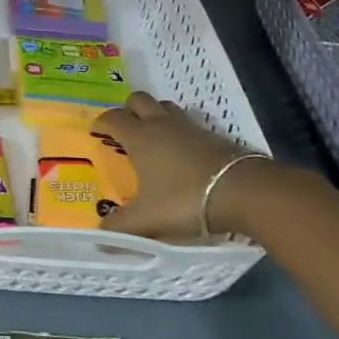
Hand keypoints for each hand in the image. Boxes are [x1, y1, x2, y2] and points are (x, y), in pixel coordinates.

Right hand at [94, 92, 265, 239]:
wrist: (242, 191)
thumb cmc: (184, 199)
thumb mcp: (147, 219)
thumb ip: (120, 227)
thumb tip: (98, 238)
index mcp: (140, 138)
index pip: (113, 118)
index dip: (101, 122)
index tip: (96, 132)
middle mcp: (161, 125)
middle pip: (139, 99)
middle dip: (128, 109)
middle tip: (125, 129)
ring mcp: (189, 127)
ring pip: (166, 106)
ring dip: (156, 113)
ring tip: (153, 135)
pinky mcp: (213, 135)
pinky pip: (189, 122)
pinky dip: (180, 130)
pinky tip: (183, 151)